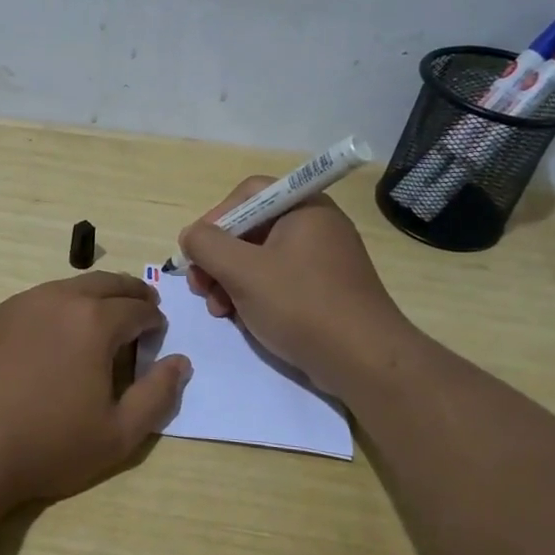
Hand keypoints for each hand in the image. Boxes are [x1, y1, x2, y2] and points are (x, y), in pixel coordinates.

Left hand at [0, 272, 191, 506]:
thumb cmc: (46, 445)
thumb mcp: (117, 435)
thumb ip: (157, 396)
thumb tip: (180, 363)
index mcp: (95, 321)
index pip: (138, 309)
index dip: (155, 320)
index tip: (158, 333)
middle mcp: (58, 300)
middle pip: (105, 284)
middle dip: (130, 294)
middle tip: (142, 305)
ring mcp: (20, 305)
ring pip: (68, 288)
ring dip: (93, 296)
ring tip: (101, 316)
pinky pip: (37, 302)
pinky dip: (59, 307)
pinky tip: (53, 334)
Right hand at [180, 178, 408, 395]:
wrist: (363, 360)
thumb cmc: (301, 305)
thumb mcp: (243, 271)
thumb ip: (207, 245)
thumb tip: (191, 236)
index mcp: (303, 208)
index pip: (248, 193)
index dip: (216, 218)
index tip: (198, 251)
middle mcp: (315, 226)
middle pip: (251, 228)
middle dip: (218, 258)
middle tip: (201, 288)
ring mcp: (322, 260)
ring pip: (260, 258)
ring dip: (230, 280)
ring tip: (218, 310)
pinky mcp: (324, 290)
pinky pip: (278, 281)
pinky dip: (254, 295)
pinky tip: (241, 319)